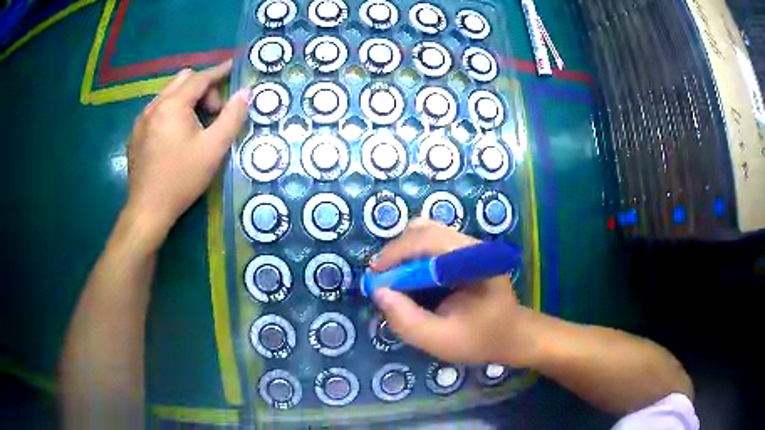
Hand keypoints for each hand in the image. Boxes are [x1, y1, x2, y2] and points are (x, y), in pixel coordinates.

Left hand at [125, 61, 250, 240]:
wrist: (147, 209)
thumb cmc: (182, 179)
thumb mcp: (214, 149)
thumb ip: (232, 117)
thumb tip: (246, 93)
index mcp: (173, 105)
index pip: (200, 78)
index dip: (219, 71)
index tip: (233, 67)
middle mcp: (154, 105)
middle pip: (183, 80)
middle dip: (202, 87)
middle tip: (213, 112)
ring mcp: (141, 119)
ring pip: (168, 93)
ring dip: (186, 99)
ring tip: (195, 125)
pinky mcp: (135, 133)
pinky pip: (157, 109)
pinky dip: (171, 111)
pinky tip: (175, 135)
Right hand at [371, 218, 540, 365]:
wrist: (512, 335)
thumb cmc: (481, 339)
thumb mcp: (440, 340)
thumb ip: (407, 320)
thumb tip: (378, 291)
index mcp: (473, 260)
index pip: (427, 240)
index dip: (396, 254)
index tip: (375, 278)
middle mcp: (470, 244)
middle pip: (423, 230)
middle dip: (396, 253)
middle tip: (381, 280)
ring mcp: (468, 245)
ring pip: (424, 232)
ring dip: (403, 252)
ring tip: (394, 279)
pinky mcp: (463, 251)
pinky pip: (430, 241)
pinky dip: (412, 255)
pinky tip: (410, 278)